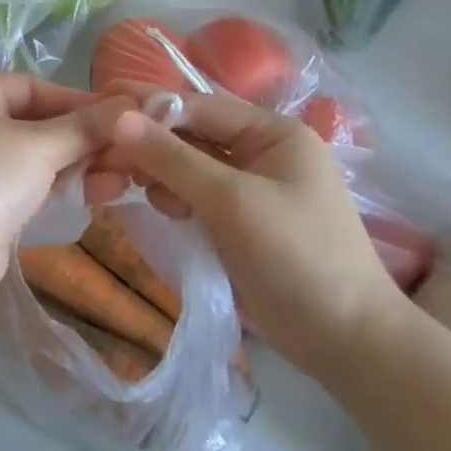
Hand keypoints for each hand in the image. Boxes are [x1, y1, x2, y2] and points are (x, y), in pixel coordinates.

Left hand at [0, 75, 134, 301]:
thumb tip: (129, 106)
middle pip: (39, 123)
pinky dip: (68, 186)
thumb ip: (84, 127)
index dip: (74, 99)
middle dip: (85, 137)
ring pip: (41, 158)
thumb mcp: (39, 145)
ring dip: (83, 164)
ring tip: (128, 174)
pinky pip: (37, 186)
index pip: (31, 87)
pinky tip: (107, 191)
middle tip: (131, 148)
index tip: (117, 114)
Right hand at [103, 84, 407, 378]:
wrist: (349, 345)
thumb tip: (118, 118)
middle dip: (152, 143)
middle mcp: (262, 150)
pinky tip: (166, 210)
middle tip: (106, 153)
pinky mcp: (240, 219)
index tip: (101, 105)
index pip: (200, 105)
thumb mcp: (232, 203)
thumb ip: (173, 159)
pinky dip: (175, 197)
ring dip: (161, 173)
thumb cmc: (298, 259)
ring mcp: (251, 186)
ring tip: (140, 190)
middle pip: (192, 133)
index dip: (150, 106)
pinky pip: (195, 192)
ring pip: (188, 164)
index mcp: (273, 133)